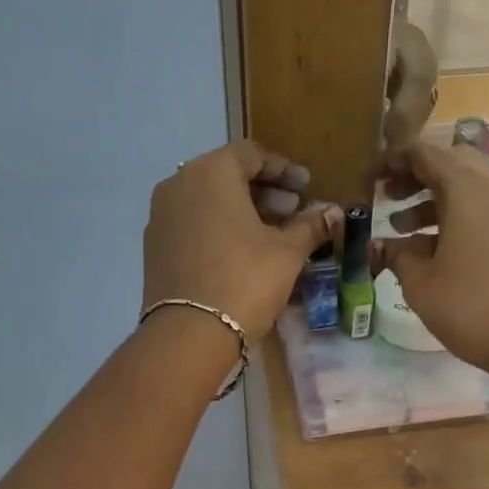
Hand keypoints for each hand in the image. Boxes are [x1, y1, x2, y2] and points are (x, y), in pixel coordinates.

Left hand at [142, 141, 338, 340]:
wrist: (189, 334)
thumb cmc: (245, 281)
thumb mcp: (287, 252)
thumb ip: (311, 226)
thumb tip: (334, 213)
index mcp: (211, 172)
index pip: (251, 154)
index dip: (283, 169)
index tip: (306, 188)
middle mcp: (179, 184)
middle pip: (227, 174)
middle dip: (263, 191)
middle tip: (292, 211)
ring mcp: (161, 215)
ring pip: (207, 200)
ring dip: (240, 210)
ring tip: (270, 234)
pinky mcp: (154, 245)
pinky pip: (192, 223)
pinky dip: (217, 227)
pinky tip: (239, 252)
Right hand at [376, 141, 488, 379]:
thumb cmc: (470, 307)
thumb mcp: (420, 284)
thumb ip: (396, 256)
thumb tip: (380, 247)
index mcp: (467, 188)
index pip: (424, 153)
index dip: (391, 161)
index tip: (368, 179)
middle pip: (450, 163)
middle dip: (415, 176)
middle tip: (388, 198)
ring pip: (470, 185)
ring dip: (435, 198)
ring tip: (403, 228)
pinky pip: (487, 206)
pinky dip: (459, 213)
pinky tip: (437, 245)